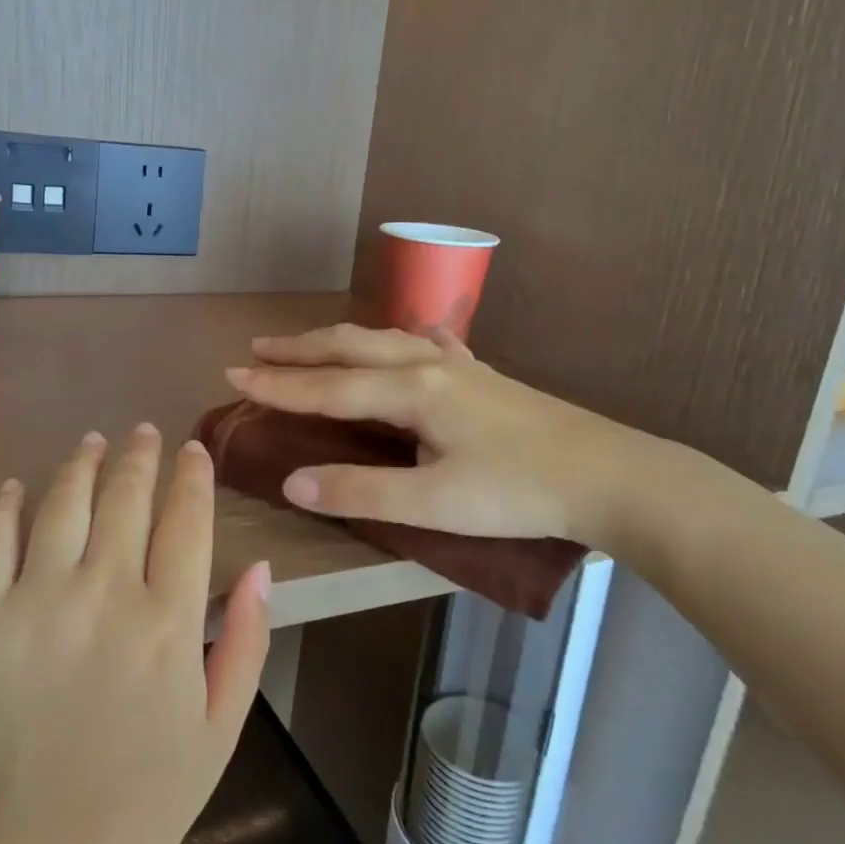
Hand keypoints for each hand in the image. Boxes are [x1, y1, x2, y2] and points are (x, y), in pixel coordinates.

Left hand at [0, 425, 271, 843]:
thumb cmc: (140, 802)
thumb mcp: (220, 731)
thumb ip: (248, 642)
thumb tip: (260, 566)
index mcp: (168, 624)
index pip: (186, 520)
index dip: (192, 476)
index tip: (193, 451)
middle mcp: (103, 596)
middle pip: (126, 497)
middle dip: (140, 455)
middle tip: (143, 433)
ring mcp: (35, 602)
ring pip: (62, 502)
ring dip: (81, 463)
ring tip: (92, 441)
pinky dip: (2, 506)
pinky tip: (14, 486)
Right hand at [226, 324, 660, 550]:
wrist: (612, 475)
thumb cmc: (519, 492)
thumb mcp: (434, 504)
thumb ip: (361, 491)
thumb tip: (293, 481)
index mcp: (412, 391)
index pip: (328, 386)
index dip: (278, 384)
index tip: (232, 375)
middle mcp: (429, 366)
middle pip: (350, 348)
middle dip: (299, 350)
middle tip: (255, 349)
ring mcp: (460, 367)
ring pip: (384, 341)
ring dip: (339, 342)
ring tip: (310, 345)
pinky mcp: (484, 379)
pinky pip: (427, 346)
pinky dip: (398, 341)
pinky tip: (409, 340)